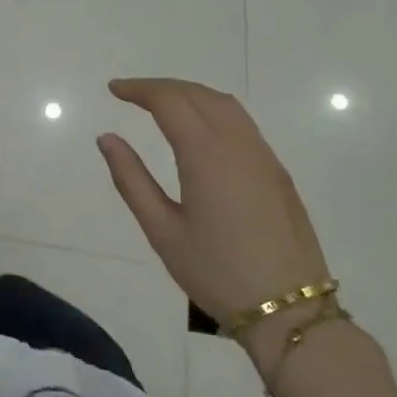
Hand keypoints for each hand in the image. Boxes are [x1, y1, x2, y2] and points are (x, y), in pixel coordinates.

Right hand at [97, 78, 329, 332]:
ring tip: (160, 104)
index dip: (139, 89)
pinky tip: (198, 129)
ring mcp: (264, 156)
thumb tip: (107, 138)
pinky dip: (213, 110)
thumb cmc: (215, 272)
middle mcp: (239, 145)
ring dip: (190, 94)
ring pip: (225, 104)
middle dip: (162, 87)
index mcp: (206, 155)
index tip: (113, 89)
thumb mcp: (162, 230)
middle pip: (198, 94)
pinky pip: (242, 123)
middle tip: (130, 93)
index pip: (170, 101)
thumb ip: (131, 179)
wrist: (288, 310)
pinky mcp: (277, 172)